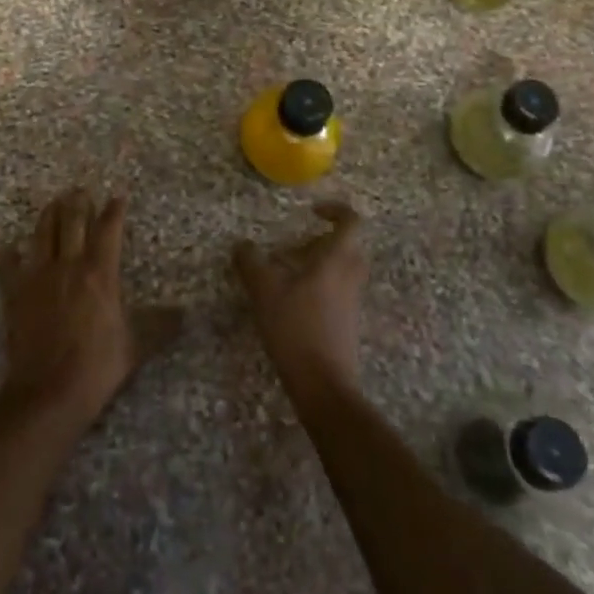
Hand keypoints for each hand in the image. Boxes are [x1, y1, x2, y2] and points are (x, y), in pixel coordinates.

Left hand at [0, 189, 178, 429]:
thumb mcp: (136, 345)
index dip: (114, 210)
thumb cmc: (97, 366)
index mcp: (100, 272)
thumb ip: (159, 325)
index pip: (108, 229)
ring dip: (48, 215)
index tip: (118, 196)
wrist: (48, 393)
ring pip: (41, 234)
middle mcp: (68, 265)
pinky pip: (8, 266)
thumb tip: (184, 314)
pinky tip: (10, 248)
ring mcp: (37, 278)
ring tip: (53, 203)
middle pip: (71, 221)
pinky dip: (10, 254)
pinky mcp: (14, 295)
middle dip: (78, 202)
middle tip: (80, 190)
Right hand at [233, 201, 366, 402]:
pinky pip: (338, 290)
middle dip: (321, 241)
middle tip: (293, 248)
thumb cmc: (296, 327)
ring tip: (286, 275)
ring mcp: (352, 300)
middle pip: (347, 245)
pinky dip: (319, 286)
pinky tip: (291, 302)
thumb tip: (242, 245)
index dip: (335, 210)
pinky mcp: (348, 322)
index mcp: (337, 259)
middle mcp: (350, 275)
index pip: (351, 221)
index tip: (312, 211)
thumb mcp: (264, 290)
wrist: (323, 383)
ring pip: (342, 269)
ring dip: (318, 264)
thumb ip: (251, 262)